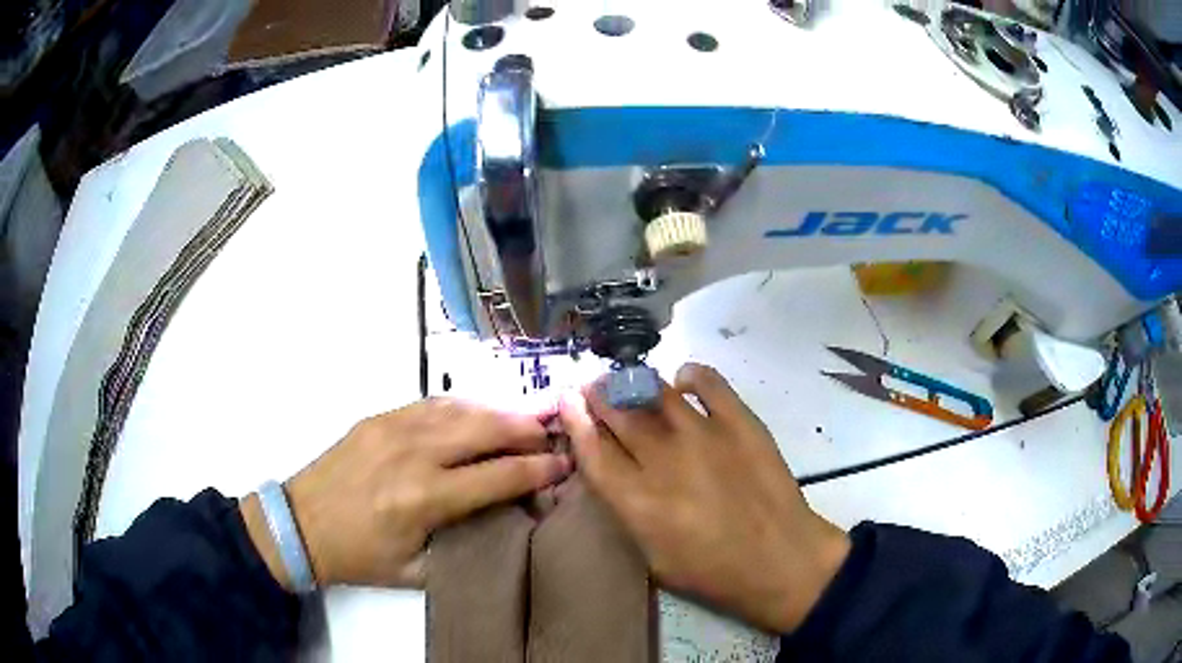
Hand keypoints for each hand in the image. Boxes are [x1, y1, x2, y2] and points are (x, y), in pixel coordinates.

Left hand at [242, 398, 570, 589]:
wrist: (301, 524)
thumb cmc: (360, 556)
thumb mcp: (415, 571)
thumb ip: (462, 547)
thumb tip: (503, 522)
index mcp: (425, 498)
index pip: (498, 476)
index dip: (538, 469)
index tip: (564, 466)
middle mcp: (414, 454)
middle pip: (486, 429)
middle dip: (527, 429)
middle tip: (552, 434)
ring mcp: (394, 428)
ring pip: (461, 408)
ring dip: (499, 411)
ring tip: (526, 417)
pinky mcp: (379, 418)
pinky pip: (432, 403)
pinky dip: (464, 406)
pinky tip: (479, 411)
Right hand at [558, 363, 849, 632]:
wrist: (780, 560)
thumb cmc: (712, 571)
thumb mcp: (651, 557)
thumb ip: (625, 511)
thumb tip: (612, 471)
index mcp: (637, 500)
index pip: (593, 449)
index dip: (575, 419)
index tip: (566, 399)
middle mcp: (663, 460)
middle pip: (620, 414)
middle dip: (600, 395)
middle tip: (595, 387)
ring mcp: (704, 435)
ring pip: (657, 394)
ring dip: (636, 384)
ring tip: (630, 381)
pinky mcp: (740, 423)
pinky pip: (708, 383)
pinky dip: (691, 375)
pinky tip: (683, 380)